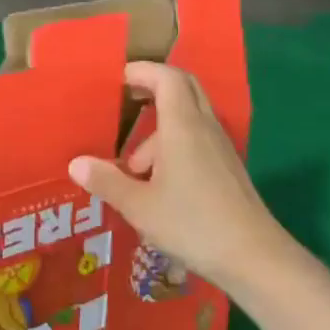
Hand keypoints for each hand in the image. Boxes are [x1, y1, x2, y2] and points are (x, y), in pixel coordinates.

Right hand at [68, 61, 281, 288]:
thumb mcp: (139, 206)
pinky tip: (159, 185)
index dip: (143, 71)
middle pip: (183, 88)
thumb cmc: (193, 224)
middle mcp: (205, 128)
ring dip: (159, 131)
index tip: (119, 78)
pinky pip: (197, 140)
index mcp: (183, 127)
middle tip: (126, 101)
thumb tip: (75, 163)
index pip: (167, 77)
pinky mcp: (227, 168)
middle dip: (154, 88)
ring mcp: (220, 148)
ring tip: (133, 168)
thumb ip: (107, 181)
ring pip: (188, 119)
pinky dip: (174, 147)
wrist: (254, 258)